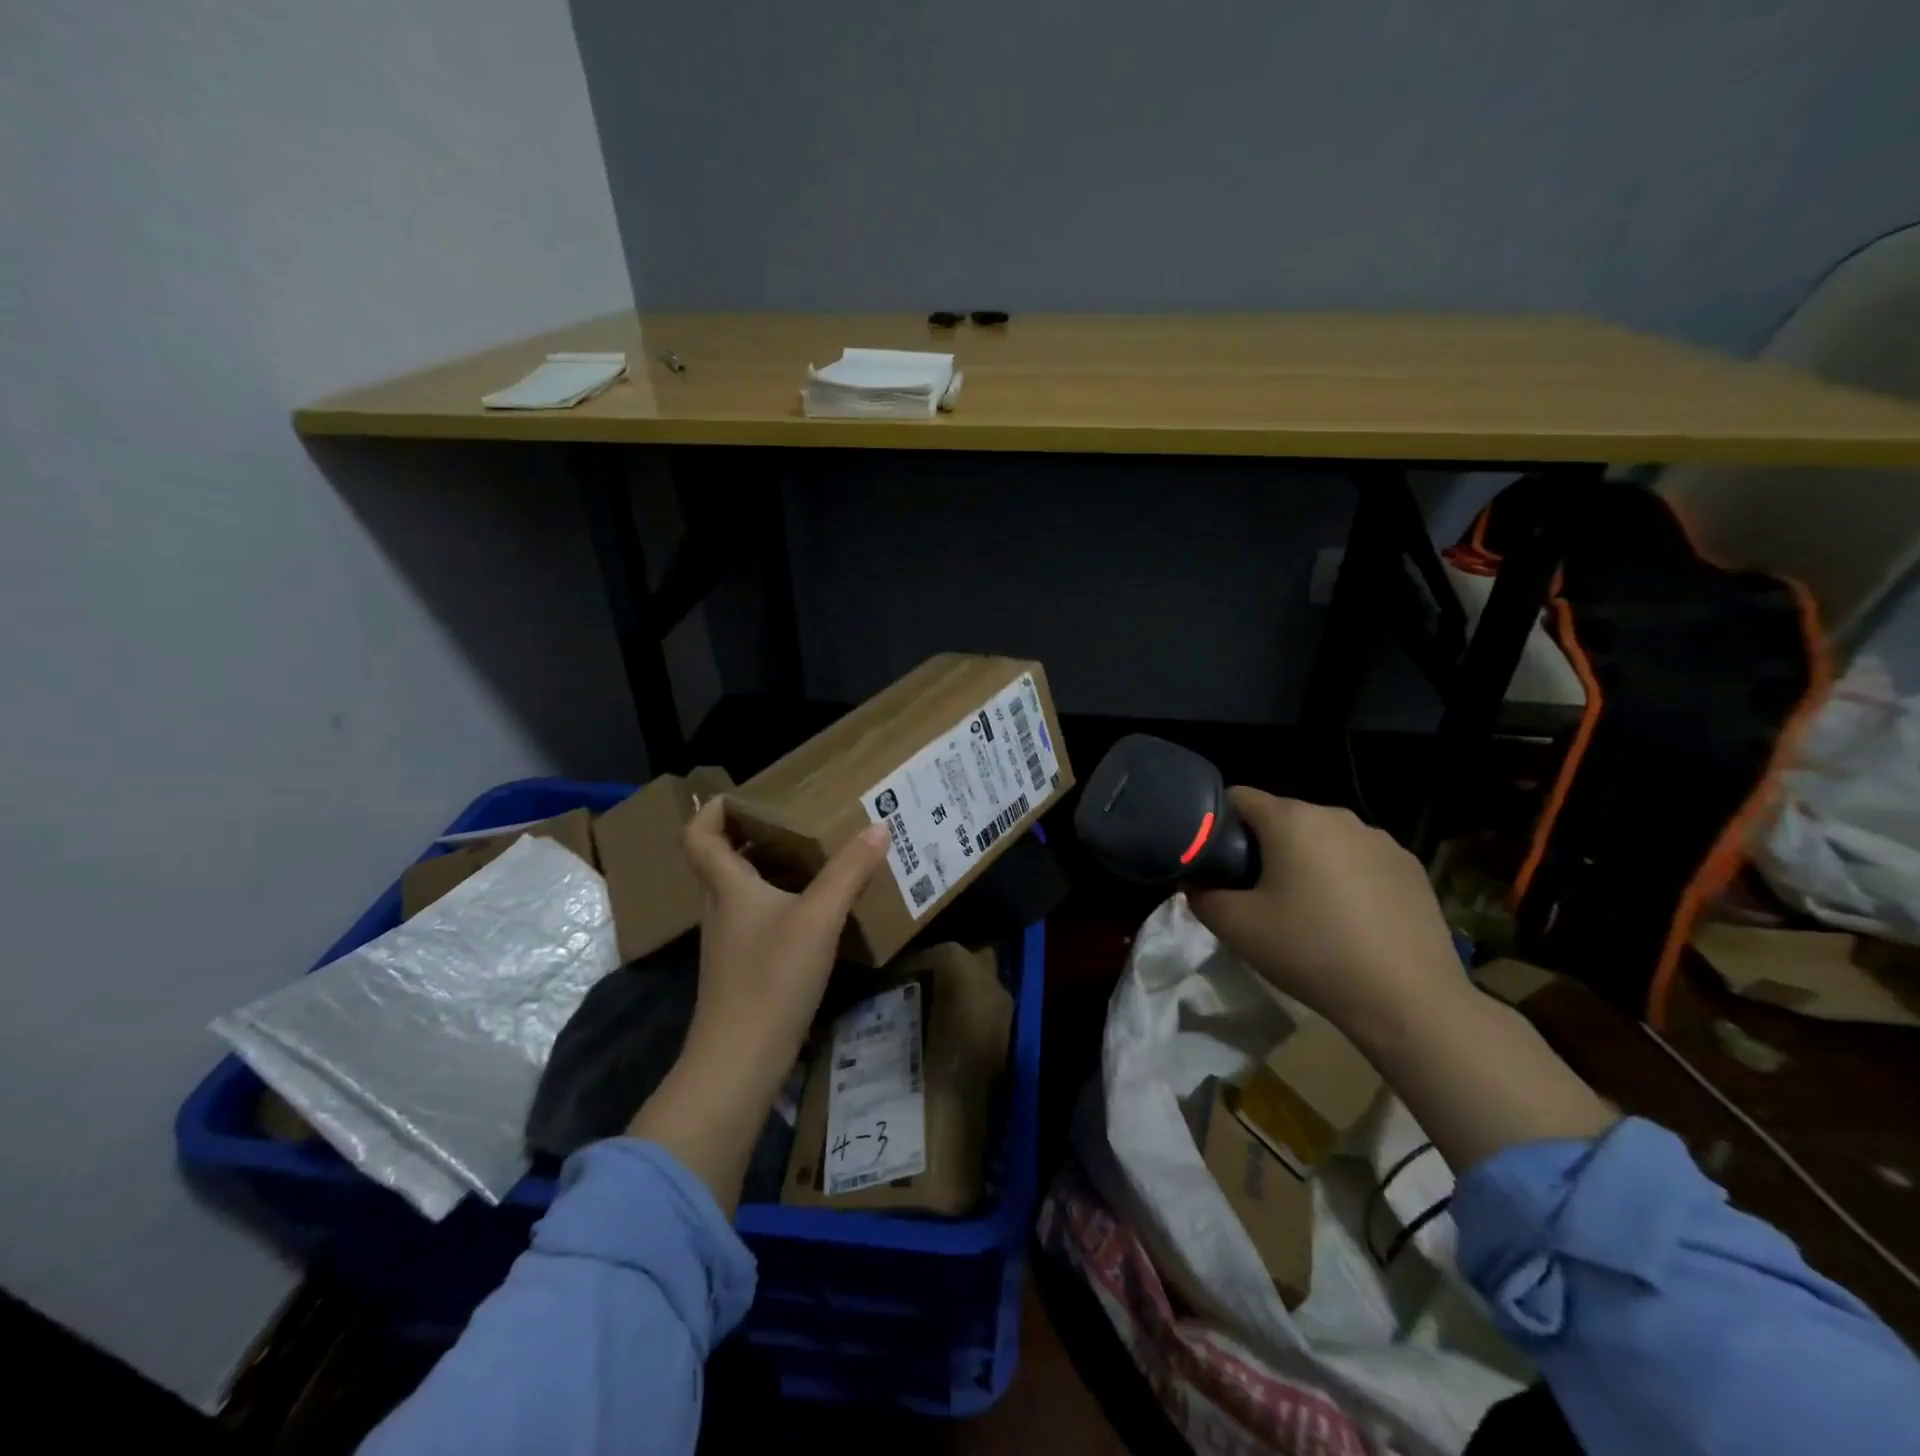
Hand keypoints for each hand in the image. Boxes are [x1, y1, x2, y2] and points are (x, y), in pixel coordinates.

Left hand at [627, 802, 890, 1212]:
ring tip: (817, 859)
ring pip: (744, 892)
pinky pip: (760, 920)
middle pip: (725, 860)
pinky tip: (818, 914)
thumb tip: (878, 827)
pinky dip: (783, 904)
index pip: (699, 836)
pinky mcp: (744, 970)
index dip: (713, 810)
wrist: (738, 1063)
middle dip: (756, 835)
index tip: (746, 796)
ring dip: (773, 870)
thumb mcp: (818, 918)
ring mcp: (730, 943)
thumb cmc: (771, 979)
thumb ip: (848, 872)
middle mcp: (721, 909)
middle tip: (799, 820)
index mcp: (728, 887)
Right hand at [1186, 790, 1467, 1043]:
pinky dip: (1346, 879)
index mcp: (1292, 820)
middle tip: (1256, 895)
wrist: (1407, 999)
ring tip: (1306, 911)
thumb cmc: (1311, 951)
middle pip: (1283, 818)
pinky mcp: (1411, 868)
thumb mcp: (1235, 927)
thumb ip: (1201, 895)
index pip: (1239, 797)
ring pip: (1324, 839)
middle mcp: (1337, 816)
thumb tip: (1196, 882)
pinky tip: (1349, 921)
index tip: (1217, 862)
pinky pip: (1360, 860)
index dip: (1218, 824)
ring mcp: (1380, 840)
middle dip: (1263, 847)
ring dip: (1306, 862)